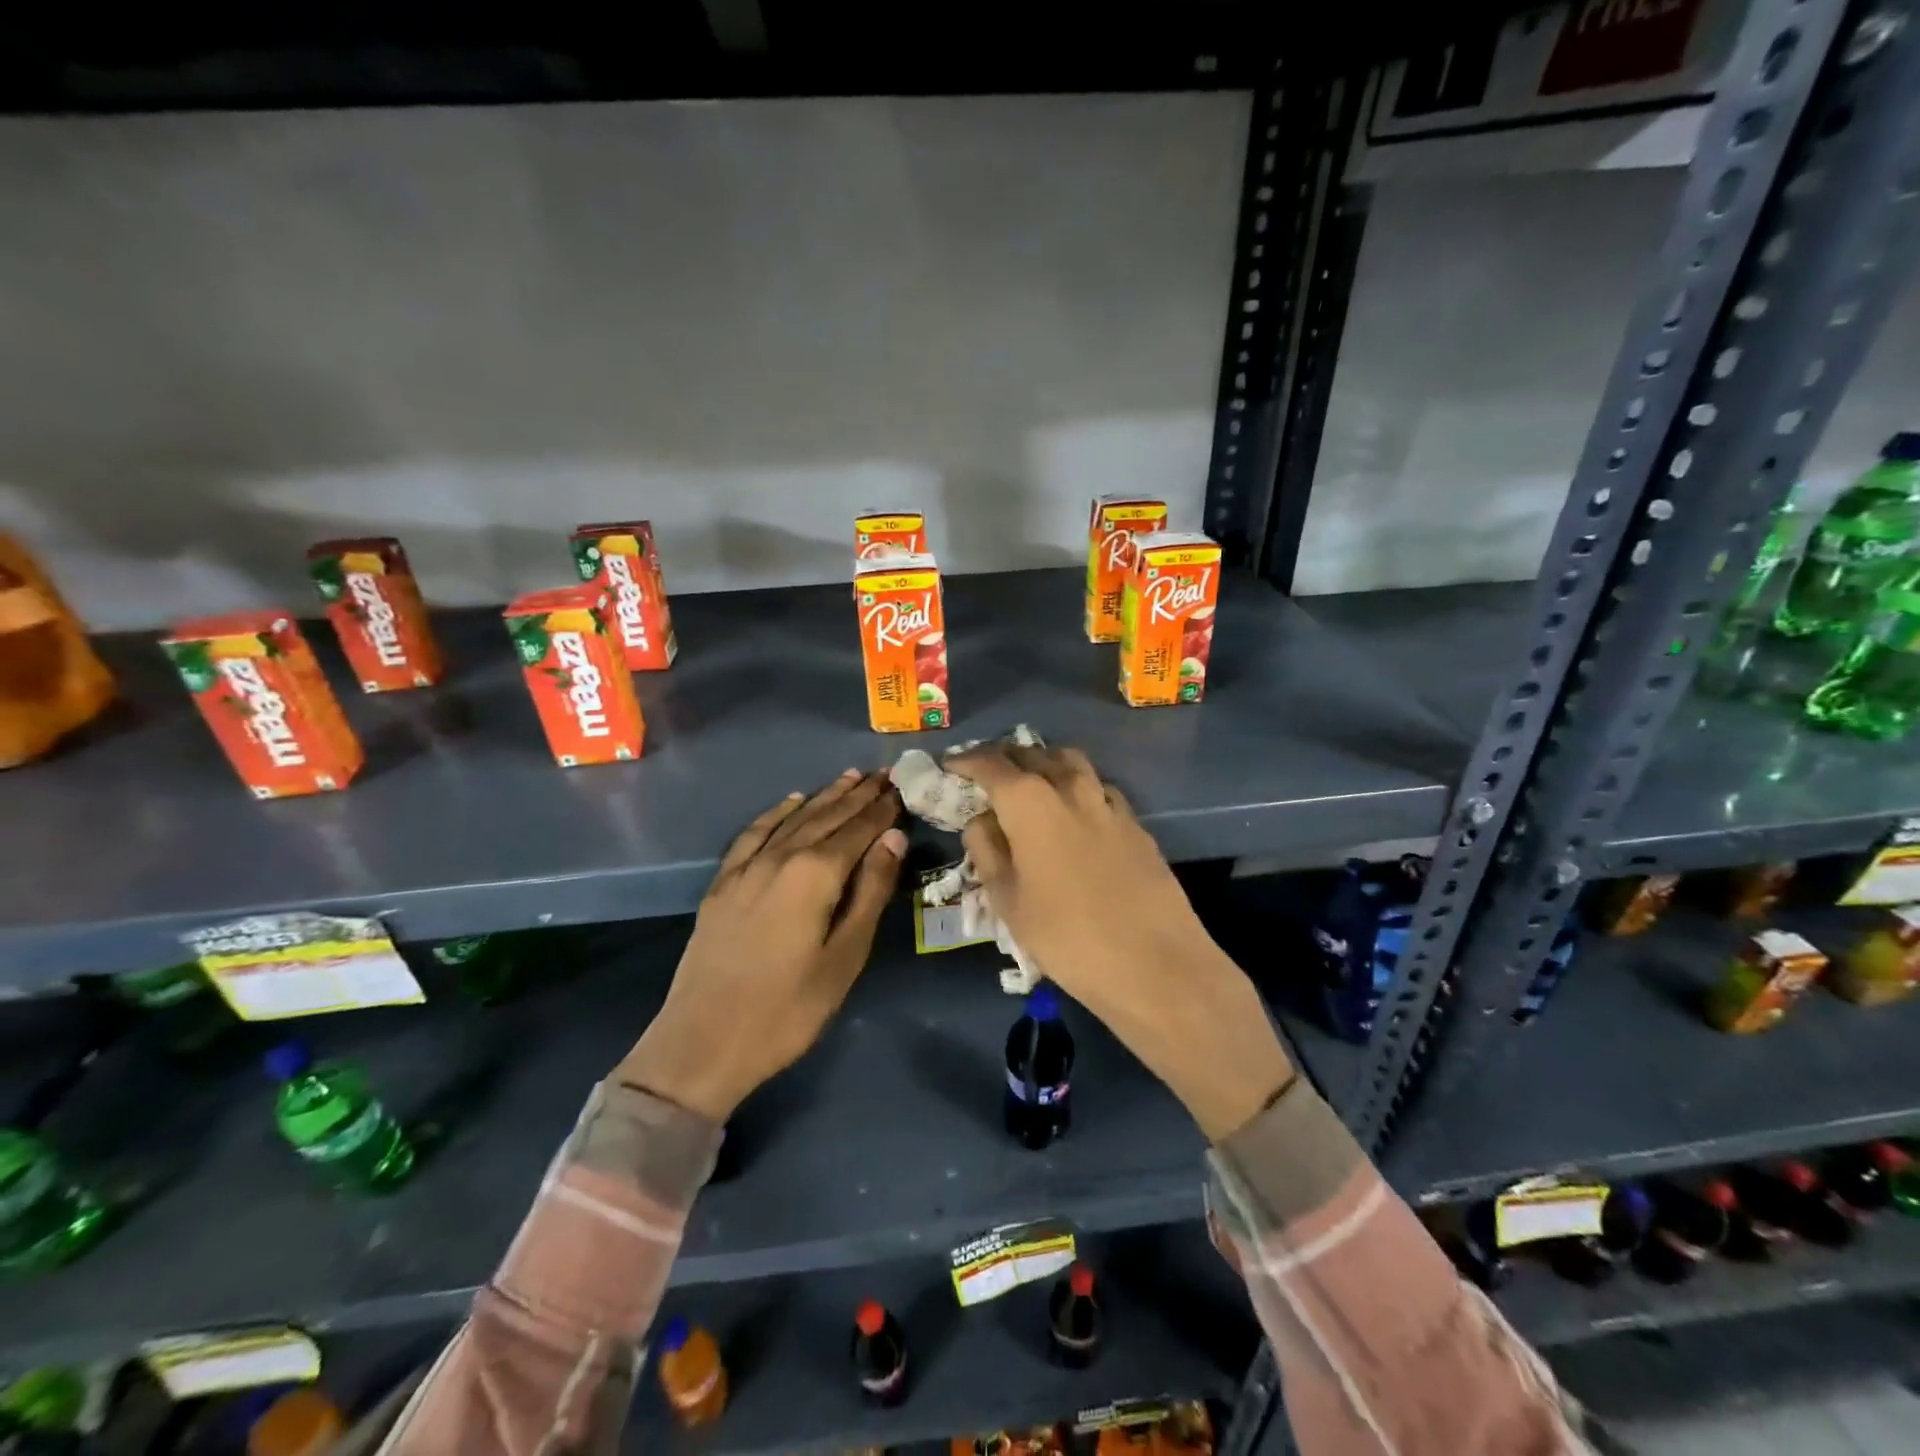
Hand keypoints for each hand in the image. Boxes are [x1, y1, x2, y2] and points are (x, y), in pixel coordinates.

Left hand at [617, 770, 905, 1120]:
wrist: (703, 1043)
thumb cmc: (788, 1009)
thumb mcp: (845, 956)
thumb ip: (871, 891)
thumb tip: (893, 837)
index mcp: (815, 874)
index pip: (858, 829)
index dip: (882, 809)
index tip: (901, 787)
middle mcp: (780, 857)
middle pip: (827, 816)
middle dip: (858, 795)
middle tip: (883, 774)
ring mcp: (746, 867)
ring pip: (793, 818)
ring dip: (824, 797)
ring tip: (850, 777)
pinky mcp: (723, 883)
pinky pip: (754, 833)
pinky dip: (776, 812)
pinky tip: (791, 801)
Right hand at [947, 744, 1293, 1141]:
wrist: (1155, 964)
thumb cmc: (1066, 937)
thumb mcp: (1008, 900)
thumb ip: (987, 851)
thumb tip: (981, 820)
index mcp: (1029, 802)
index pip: (990, 765)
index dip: (966, 761)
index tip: (950, 765)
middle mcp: (1070, 787)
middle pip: (1032, 754)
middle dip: (1003, 756)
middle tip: (985, 770)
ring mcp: (1108, 802)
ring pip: (1070, 762)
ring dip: (1043, 762)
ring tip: (1029, 780)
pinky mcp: (1135, 823)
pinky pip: (1098, 787)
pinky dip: (1077, 786)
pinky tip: (1074, 810)